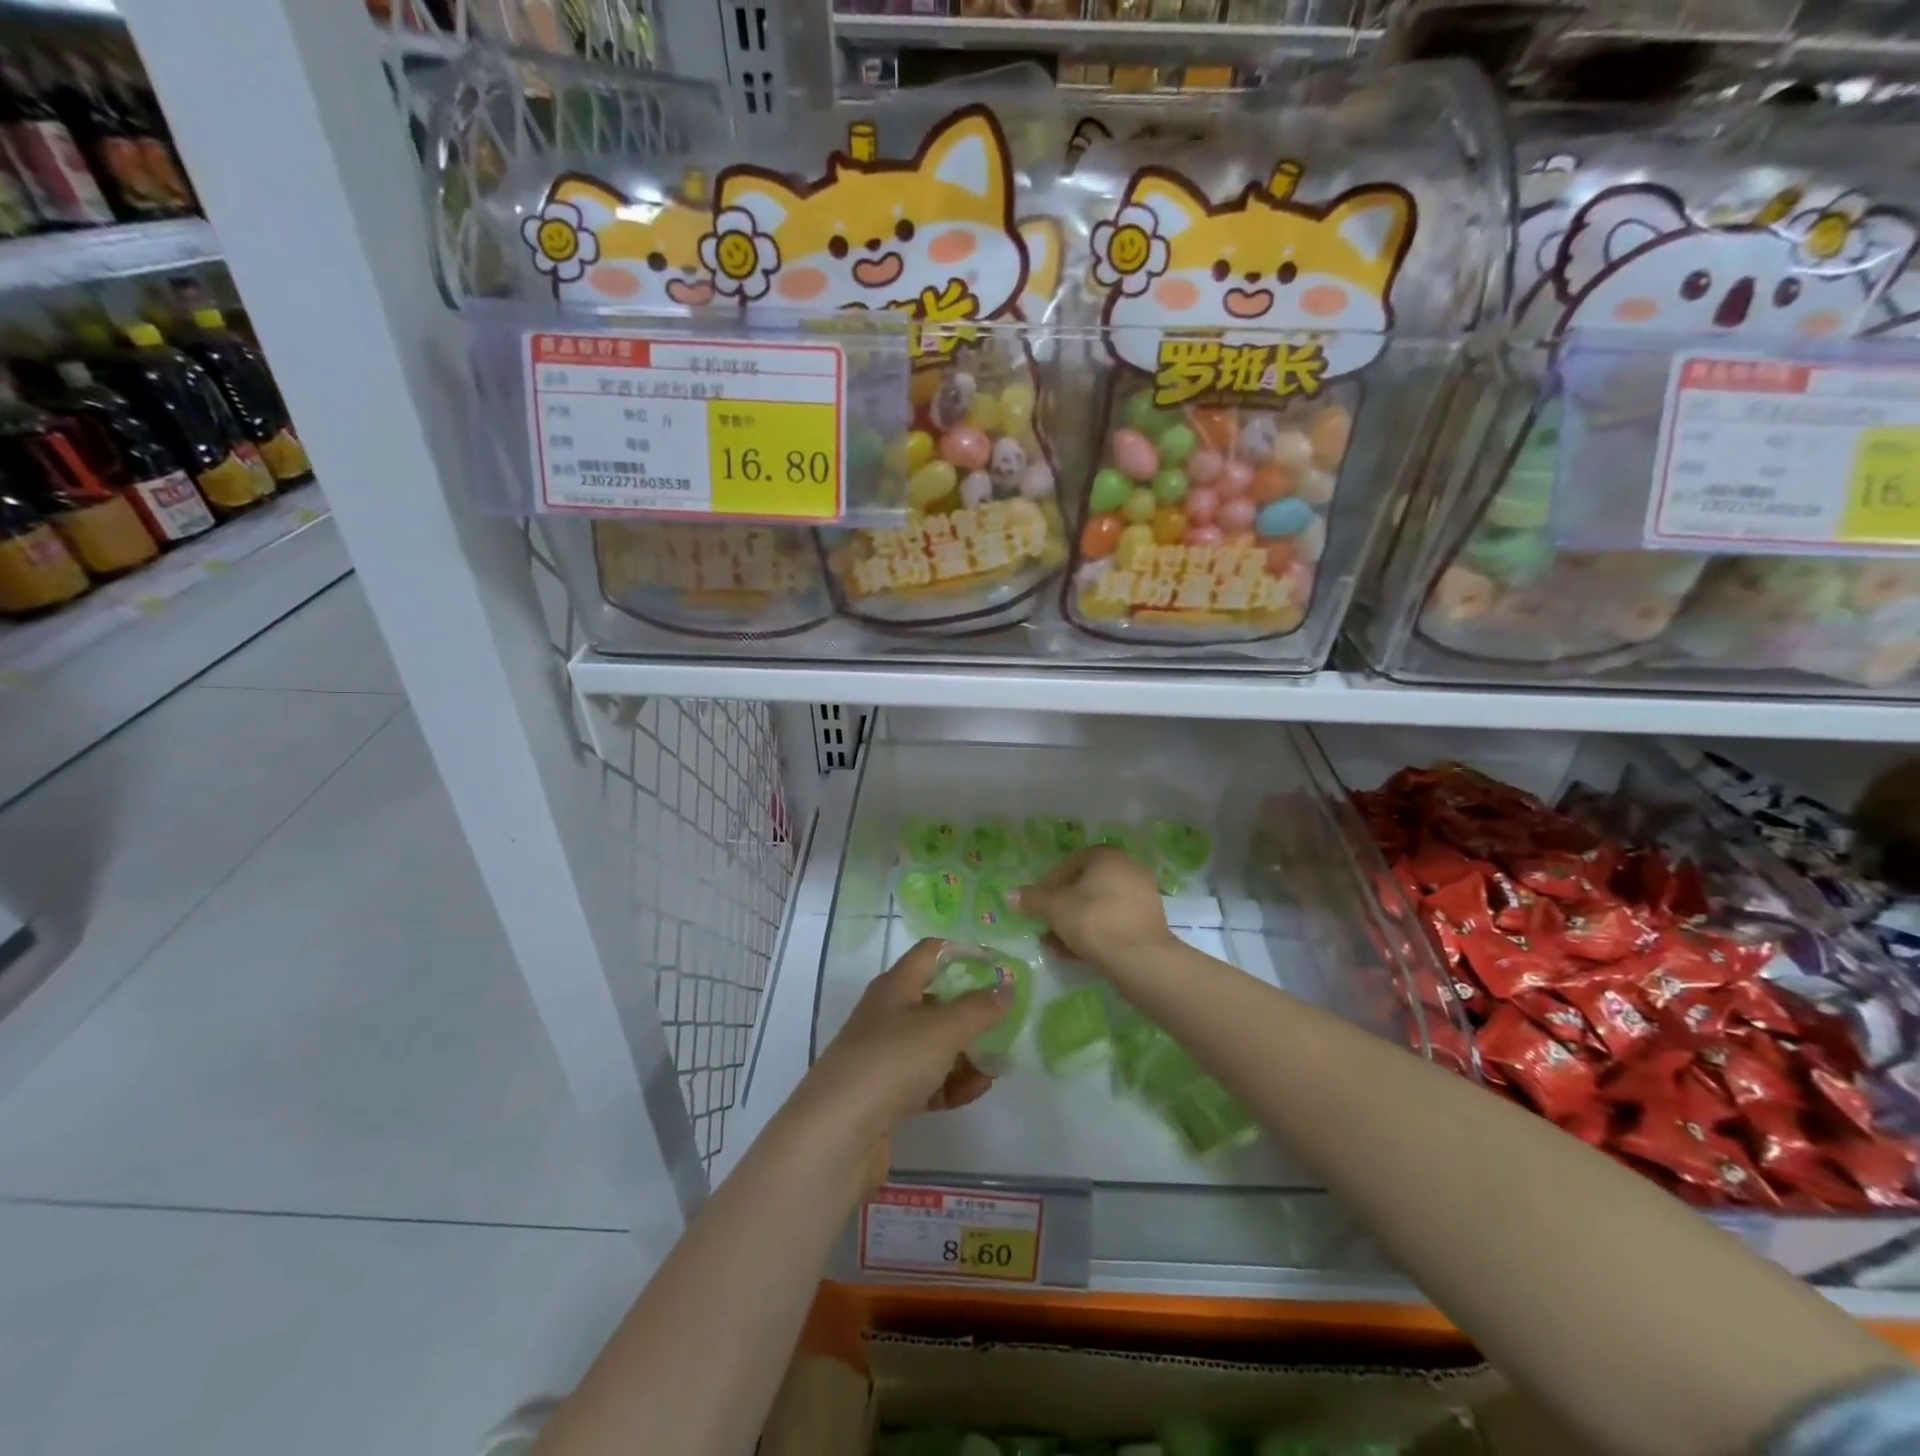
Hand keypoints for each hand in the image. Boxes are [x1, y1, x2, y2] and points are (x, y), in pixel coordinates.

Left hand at [791, 938, 1012, 1184]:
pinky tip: (977, 1089)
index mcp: (894, 986)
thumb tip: (1007, 987)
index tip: (998, 965)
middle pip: (935, 1001)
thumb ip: (979, 1008)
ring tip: (998, 1063)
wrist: (837, 1134)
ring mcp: (885, 1057)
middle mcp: (887, 1015)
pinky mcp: (886, 1095)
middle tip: (1006, 1019)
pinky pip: (928, 1080)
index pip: (931, 953)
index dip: (963, 952)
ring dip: (966, 1052)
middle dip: (971, 1010)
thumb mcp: (943, 1029)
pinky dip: (952, 1082)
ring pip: (934, 1045)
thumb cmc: (891, 1062)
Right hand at [1014, 846, 1174, 973]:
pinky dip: (1094, 932)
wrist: (1141, 959)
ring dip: (1075, 922)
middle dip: (1062, 906)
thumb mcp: (1055, 909)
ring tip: (1055, 944)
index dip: (1049, 883)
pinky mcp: (1148, 921)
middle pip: (1085, 885)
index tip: (1037, 903)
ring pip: (1098, 906)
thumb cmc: (1094, 921)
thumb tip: (1010, 894)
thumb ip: (1032, 900)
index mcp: (1106, 856)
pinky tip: (1076, 953)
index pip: (1069, 863)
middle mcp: (1127, 868)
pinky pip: (1113, 921)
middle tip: (1046, 924)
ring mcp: (1141, 895)